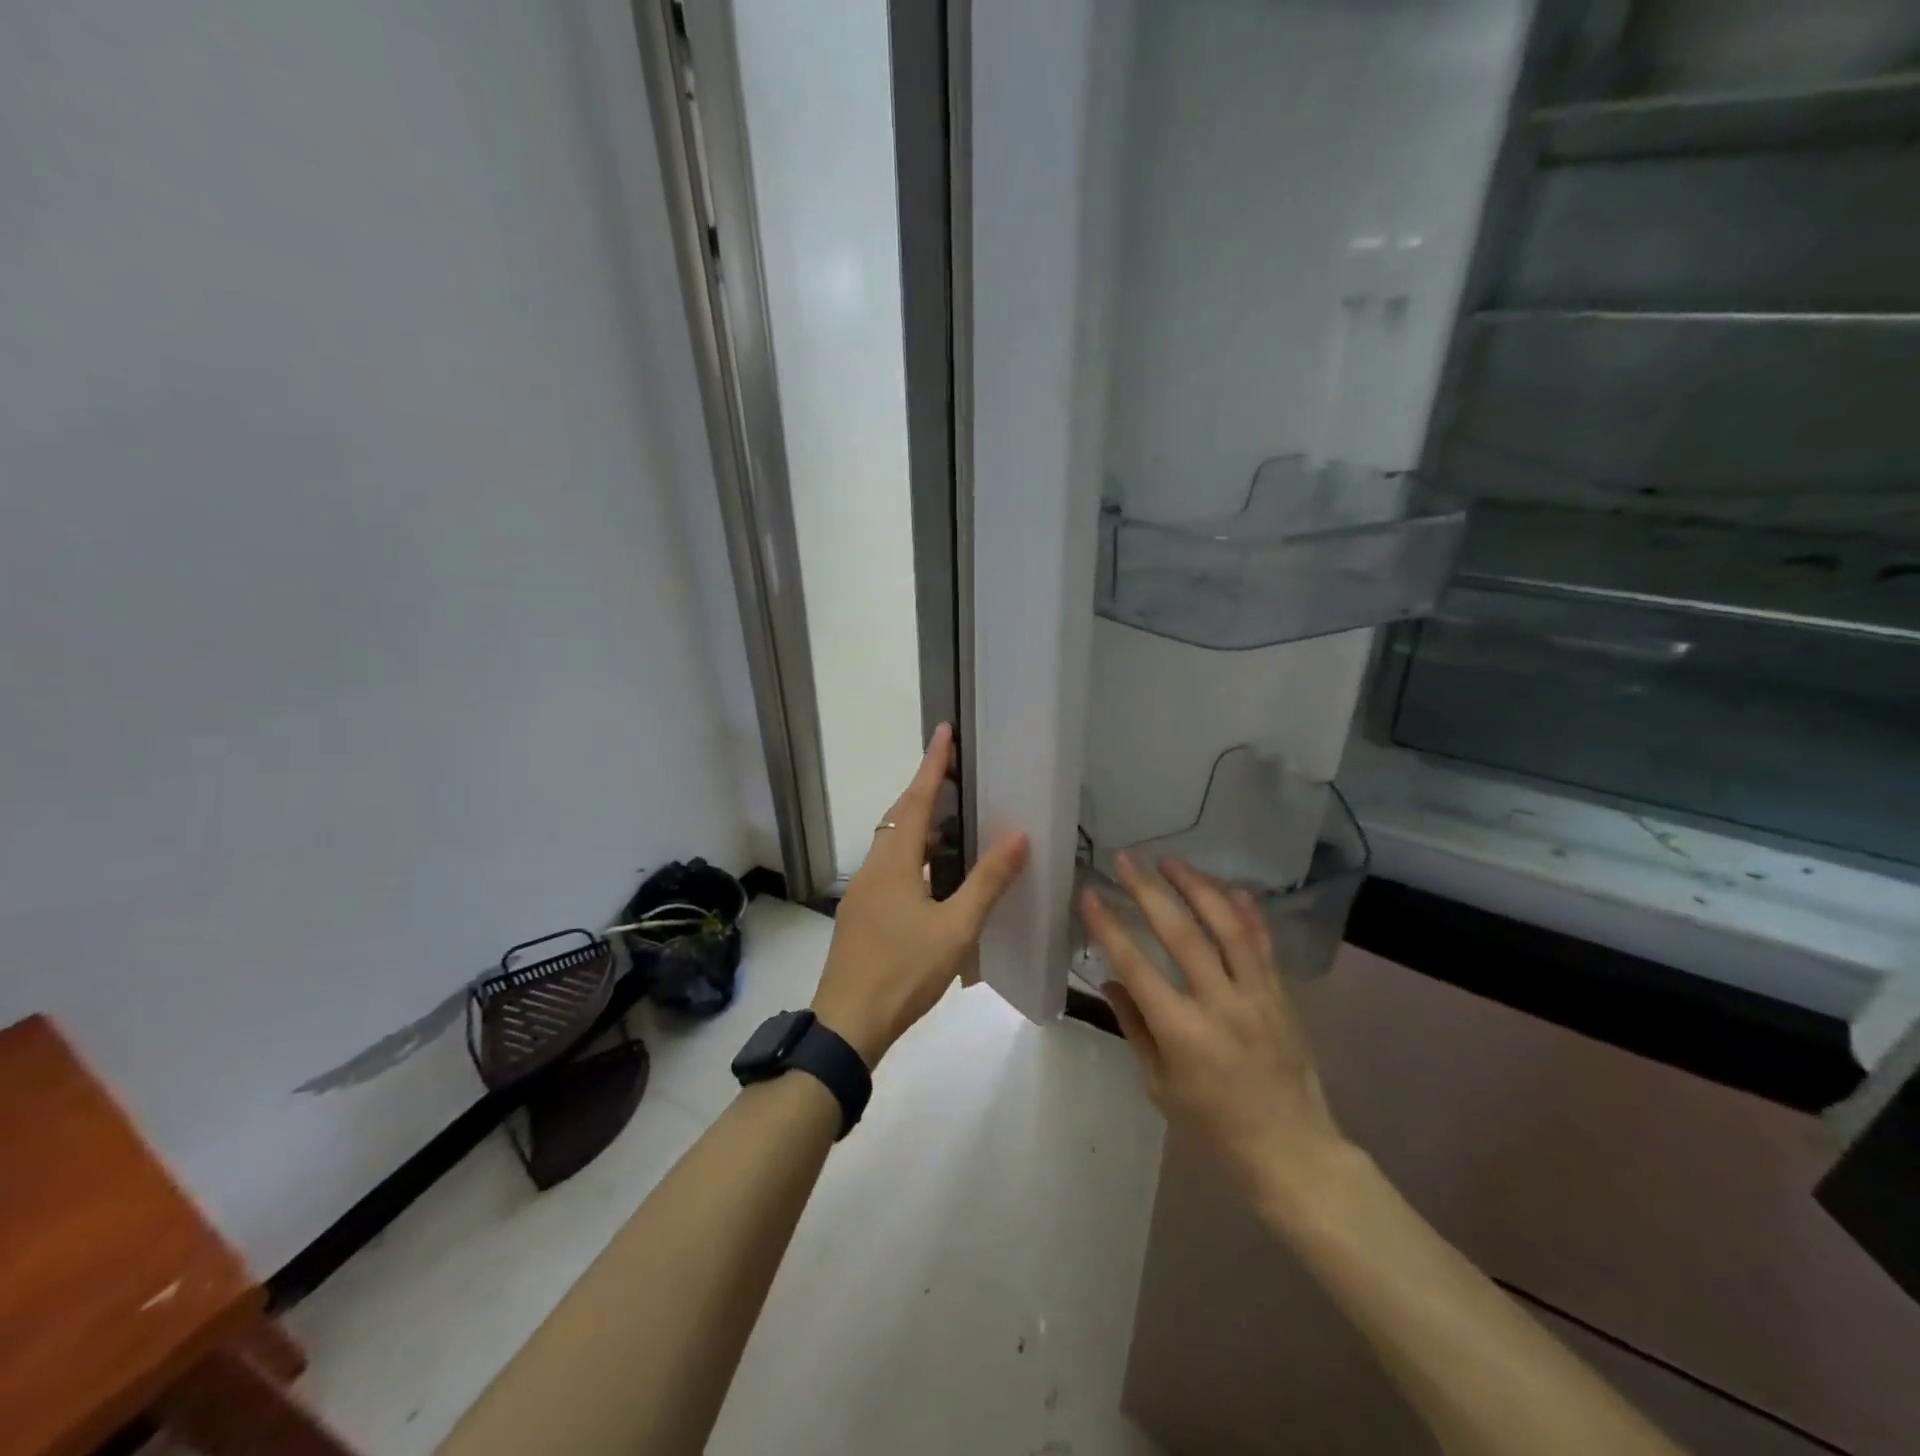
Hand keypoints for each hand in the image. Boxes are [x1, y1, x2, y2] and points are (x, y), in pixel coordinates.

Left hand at [810, 724, 1029, 1065]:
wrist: (847, 1024)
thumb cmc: (903, 972)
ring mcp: (862, 893)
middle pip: (899, 818)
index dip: (932, 764)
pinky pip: (889, 869)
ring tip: (952, 821)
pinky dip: (912, 856)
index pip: (916, 800)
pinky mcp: (860, 915)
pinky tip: (933, 876)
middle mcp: (873, 869)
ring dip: (919, 826)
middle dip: (924, 790)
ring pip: (892, 845)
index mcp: (894, 864)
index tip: (943, 730)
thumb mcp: (956, 929)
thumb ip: (987, 882)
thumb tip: (1018, 835)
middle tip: (954, 774)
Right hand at [1080, 855, 1349, 1208]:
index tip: (1090, 895)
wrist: (1293, 1153)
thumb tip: (1110, 978)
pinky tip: (1229, 887)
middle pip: (1181, 933)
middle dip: (1149, 891)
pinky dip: (1246, 911)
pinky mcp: (1282, 995)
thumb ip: (1134, 1027)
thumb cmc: (1214, 1127)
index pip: (1136, 966)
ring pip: (1227, 926)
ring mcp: (1258, 995)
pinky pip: (1263, 943)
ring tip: (1171, 862)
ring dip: (1197, 887)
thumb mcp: (1159, 1086)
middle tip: (1126, 860)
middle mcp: (1220, 1004)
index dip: (1109, 926)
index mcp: (1182, 1033)